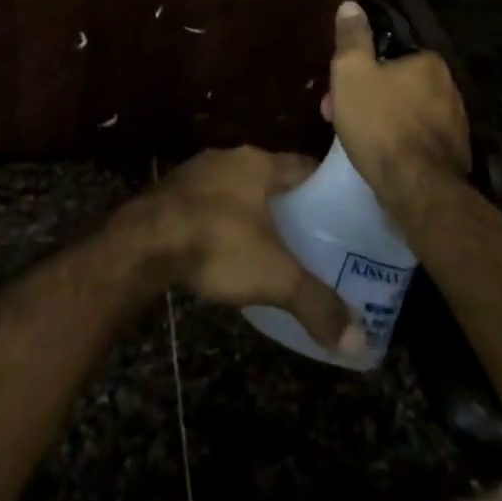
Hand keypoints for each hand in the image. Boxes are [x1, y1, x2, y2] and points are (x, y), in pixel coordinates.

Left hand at [124, 146, 364, 358]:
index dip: (324, 188)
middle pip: (268, 176)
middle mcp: (228, 157)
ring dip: (250, 210)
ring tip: (269, 244)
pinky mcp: (170, 191)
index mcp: (258, 163)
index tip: (341, 213)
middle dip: (287, 203)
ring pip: (235, 188)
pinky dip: (220, 219)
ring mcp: (195, 171)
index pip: (303, 166)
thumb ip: (317, 304)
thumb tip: (358, 343)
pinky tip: (224, 247)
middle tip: (310, 235)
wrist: (143, 243)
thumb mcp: (276, 277)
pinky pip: (207, 201)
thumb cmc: (218, 244)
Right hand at [326, 0, 469, 209]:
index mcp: (429, 62)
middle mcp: (450, 87)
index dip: (358, 70)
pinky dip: (399, 142)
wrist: (417, 188)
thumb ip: (352, 37)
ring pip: (406, 112)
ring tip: (356, 142)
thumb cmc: (380, 122)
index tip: (337, 90)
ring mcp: (456, 124)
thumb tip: (351, 5)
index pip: (388, 56)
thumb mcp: (352, 73)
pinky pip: (418, 139)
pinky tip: (382, 157)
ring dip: (381, 120)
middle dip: (366, 97)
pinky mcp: (455, 155)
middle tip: (338, 117)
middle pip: (396, 84)